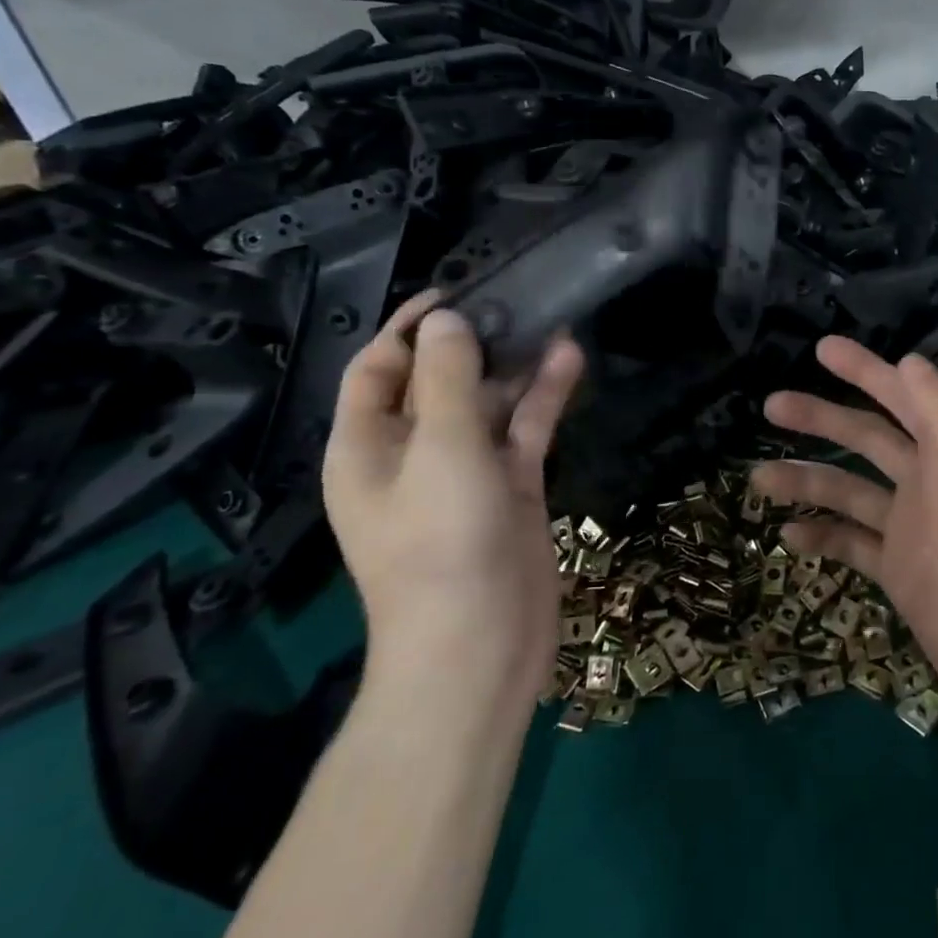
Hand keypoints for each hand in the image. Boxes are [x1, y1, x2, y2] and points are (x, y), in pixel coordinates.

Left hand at [322, 292, 584, 704]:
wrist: (480, 646)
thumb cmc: (442, 545)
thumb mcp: (441, 451)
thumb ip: (447, 379)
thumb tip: (450, 320)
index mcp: (368, 445)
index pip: (378, 367)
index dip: (410, 326)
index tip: (456, 291)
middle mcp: (412, 452)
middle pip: (439, 380)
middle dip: (473, 340)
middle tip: (517, 297)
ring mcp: (466, 471)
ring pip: (488, 403)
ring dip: (515, 365)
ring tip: (550, 317)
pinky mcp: (511, 487)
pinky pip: (523, 431)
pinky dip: (543, 397)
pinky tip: (569, 360)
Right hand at [752, 336, 937, 760]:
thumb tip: (908, 360)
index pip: (904, 397)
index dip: (866, 370)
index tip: (821, 348)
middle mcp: (929, 484)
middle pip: (866, 438)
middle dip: (821, 418)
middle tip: (770, 405)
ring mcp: (911, 529)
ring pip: (849, 491)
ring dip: (807, 480)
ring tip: (758, 477)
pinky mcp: (899, 572)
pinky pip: (851, 543)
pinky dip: (821, 536)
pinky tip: (787, 535)